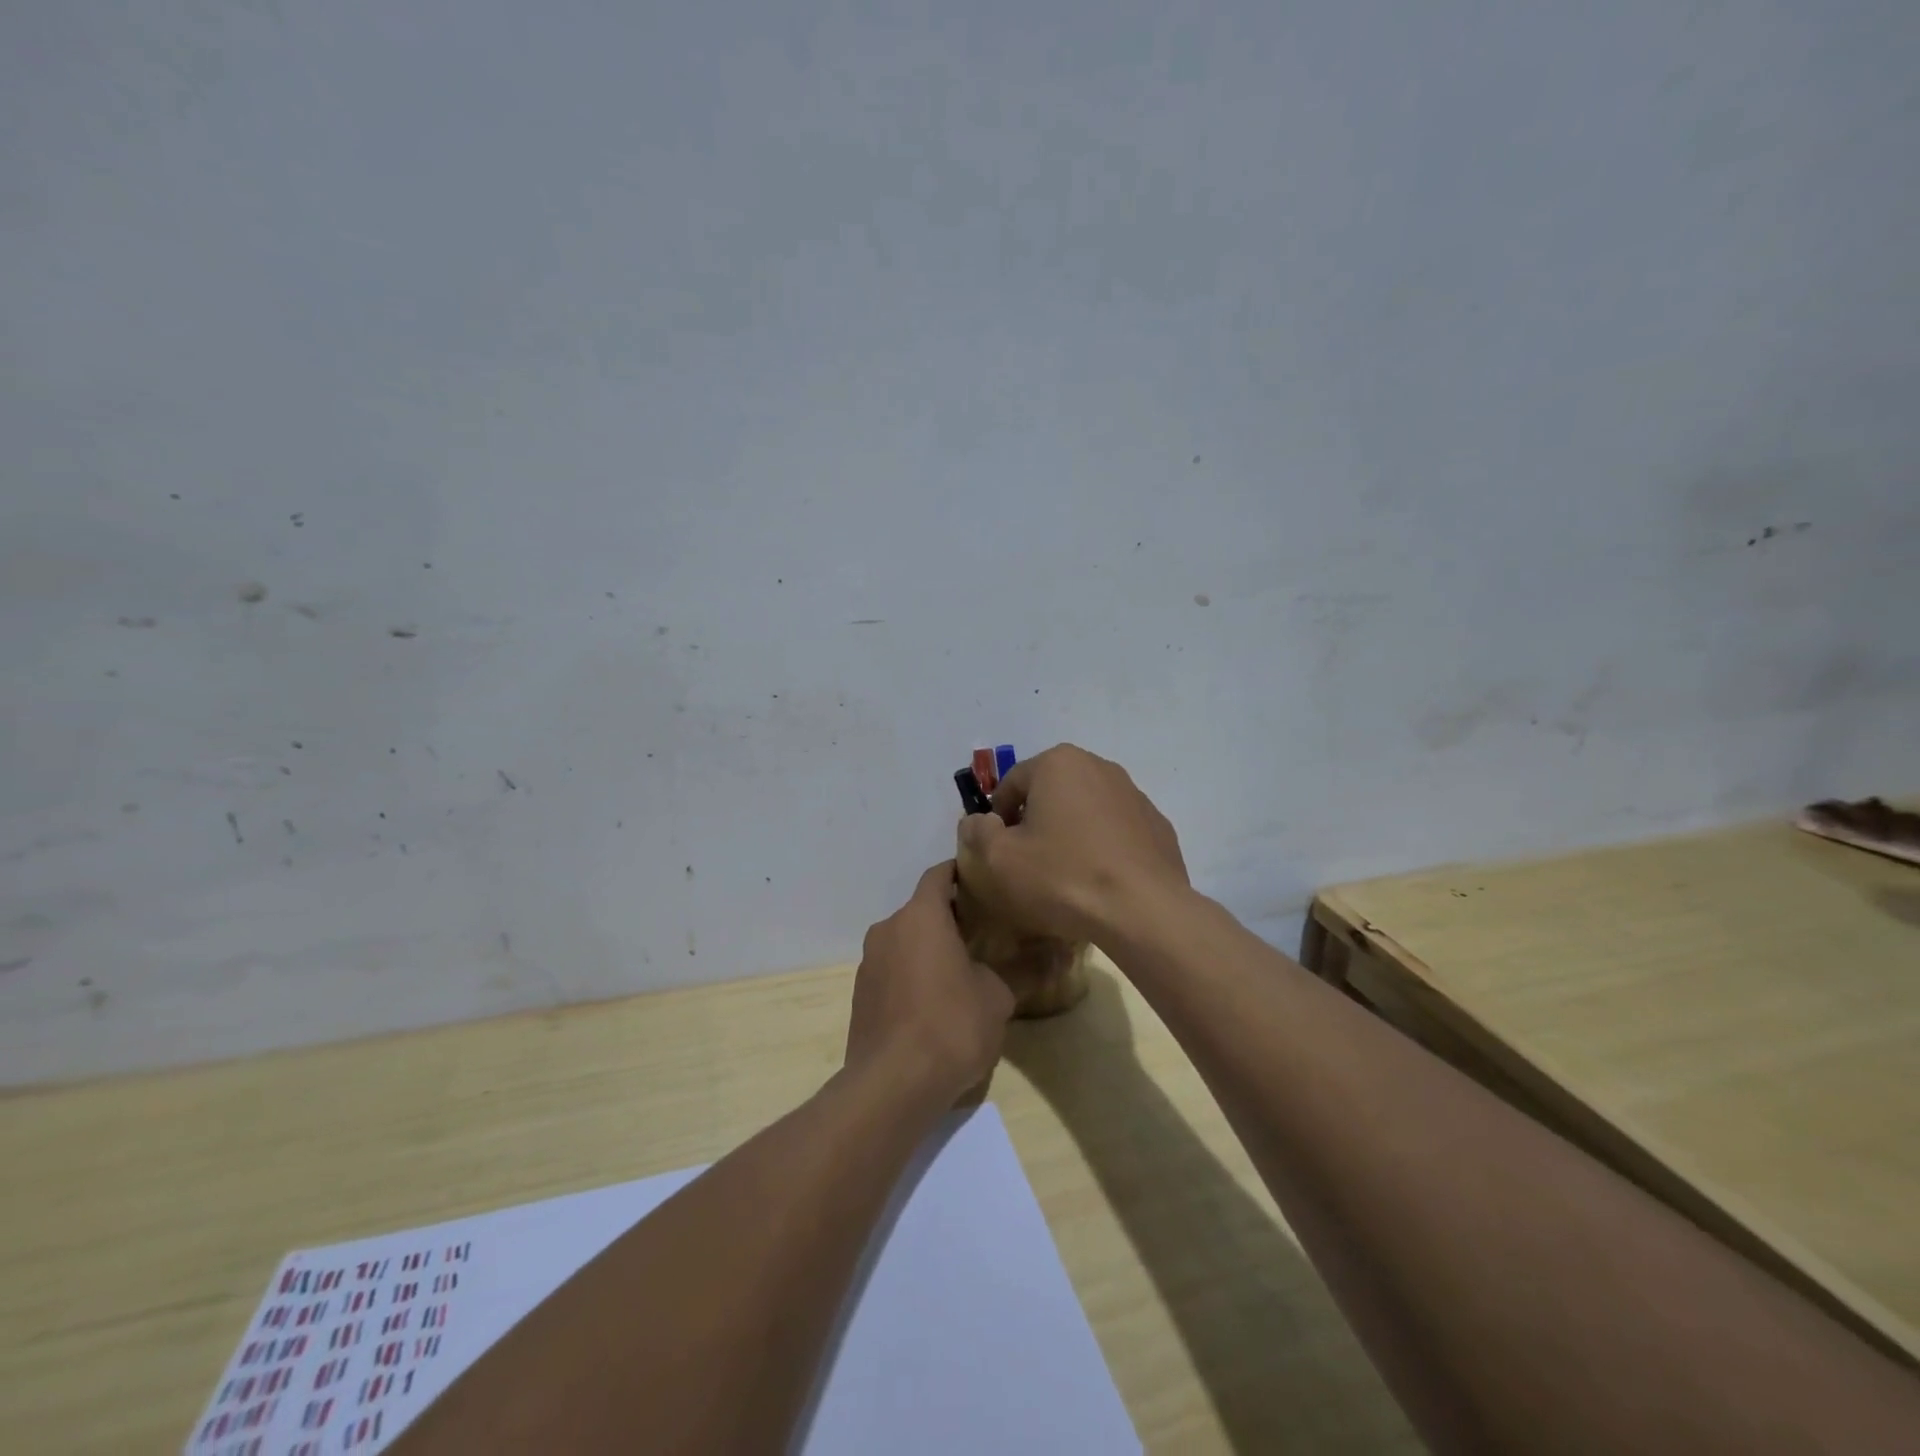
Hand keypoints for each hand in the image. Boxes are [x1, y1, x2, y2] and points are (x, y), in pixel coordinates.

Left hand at [845, 862, 1016, 1106]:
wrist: (893, 1085)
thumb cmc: (951, 1025)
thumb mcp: (998, 996)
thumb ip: (1019, 969)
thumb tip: (1050, 955)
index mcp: (920, 916)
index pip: (938, 874)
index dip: (960, 872)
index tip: (983, 881)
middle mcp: (888, 929)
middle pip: (921, 910)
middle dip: (948, 917)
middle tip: (982, 931)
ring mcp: (869, 962)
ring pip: (905, 941)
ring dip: (928, 948)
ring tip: (960, 969)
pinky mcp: (860, 994)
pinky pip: (892, 970)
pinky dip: (911, 974)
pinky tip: (933, 1002)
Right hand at [956, 744, 1188, 944]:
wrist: (1142, 911)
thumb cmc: (1063, 877)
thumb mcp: (1000, 859)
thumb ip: (977, 833)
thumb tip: (977, 822)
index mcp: (1058, 763)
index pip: (1011, 783)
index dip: (997, 817)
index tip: (998, 850)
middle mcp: (1099, 766)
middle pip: (1050, 792)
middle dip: (1035, 821)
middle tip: (1028, 861)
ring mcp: (1134, 795)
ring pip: (1086, 809)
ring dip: (1070, 832)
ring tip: (1065, 873)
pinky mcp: (1157, 825)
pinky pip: (1116, 830)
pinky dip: (1102, 846)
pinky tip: (1099, 880)